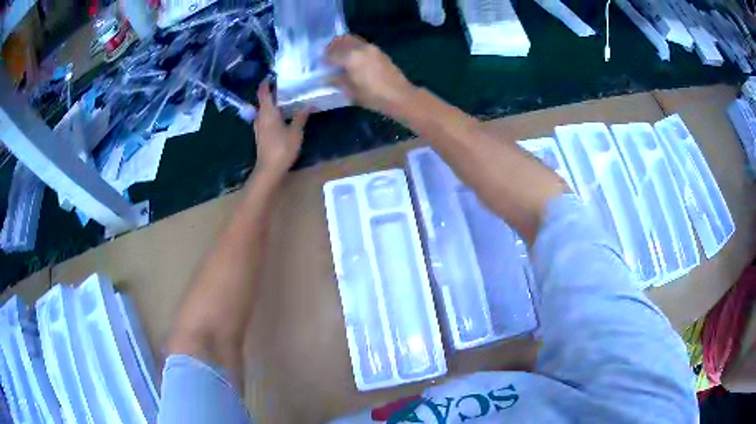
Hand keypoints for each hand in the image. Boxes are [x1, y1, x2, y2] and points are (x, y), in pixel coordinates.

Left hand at [253, 80, 309, 174]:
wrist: (269, 169)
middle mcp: (260, 117)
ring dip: (272, 104)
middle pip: (263, 101)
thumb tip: (310, 104)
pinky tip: (282, 116)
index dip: (266, 83)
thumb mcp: (296, 132)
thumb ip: (301, 116)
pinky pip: (265, 119)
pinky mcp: (261, 135)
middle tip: (286, 87)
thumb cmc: (282, 148)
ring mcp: (259, 127)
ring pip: (264, 110)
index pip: (263, 92)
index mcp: (267, 112)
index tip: (273, 76)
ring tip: (286, 100)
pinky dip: (272, 113)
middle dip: (272, 93)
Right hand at [327, 35, 415, 115]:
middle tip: (327, 55)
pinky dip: (353, 47)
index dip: (324, 58)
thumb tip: (328, 76)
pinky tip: (352, 59)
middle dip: (332, 46)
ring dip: (343, 44)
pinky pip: (361, 44)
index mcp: (351, 57)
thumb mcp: (351, 91)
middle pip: (342, 40)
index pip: (331, 53)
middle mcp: (360, 48)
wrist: (399, 96)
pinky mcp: (379, 51)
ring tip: (339, 56)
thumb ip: (337, 80)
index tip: (320, 63)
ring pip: (352, 39)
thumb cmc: (373, 96)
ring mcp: (371, 48)